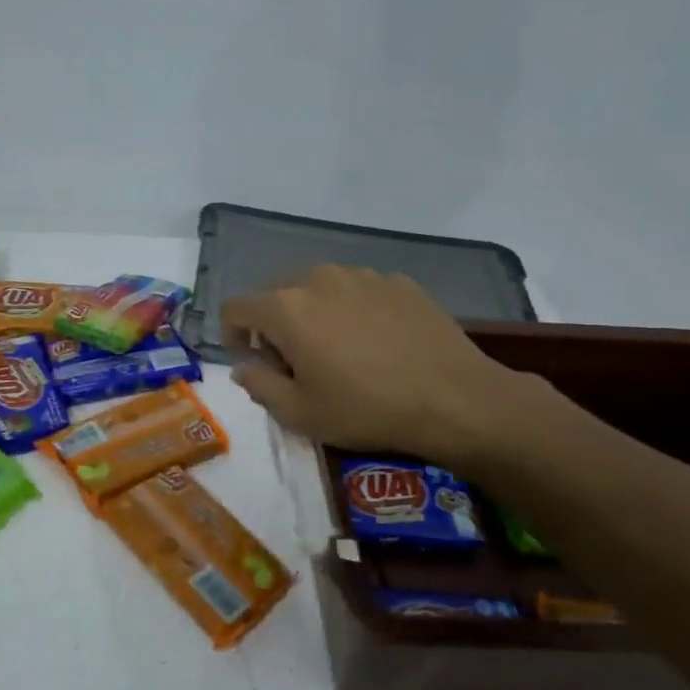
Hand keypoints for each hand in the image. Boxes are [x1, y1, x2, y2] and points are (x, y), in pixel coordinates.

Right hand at [221, 265, 531, 471]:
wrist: (456, 400)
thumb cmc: (367, 410)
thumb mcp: (300, 414)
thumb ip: (259, 385)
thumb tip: (245, 366)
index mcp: (286, 308)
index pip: (235, 306)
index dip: (232, 334)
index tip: (253, 361)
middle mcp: (318, 279)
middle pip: (276, 294)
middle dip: (274, 325)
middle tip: (297, 362)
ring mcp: (362, 275)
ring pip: (318, 289)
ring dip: (314, 315)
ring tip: (341, 351)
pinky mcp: (398, 281)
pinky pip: (357, 291)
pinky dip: (352, 311)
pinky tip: (377, 343)